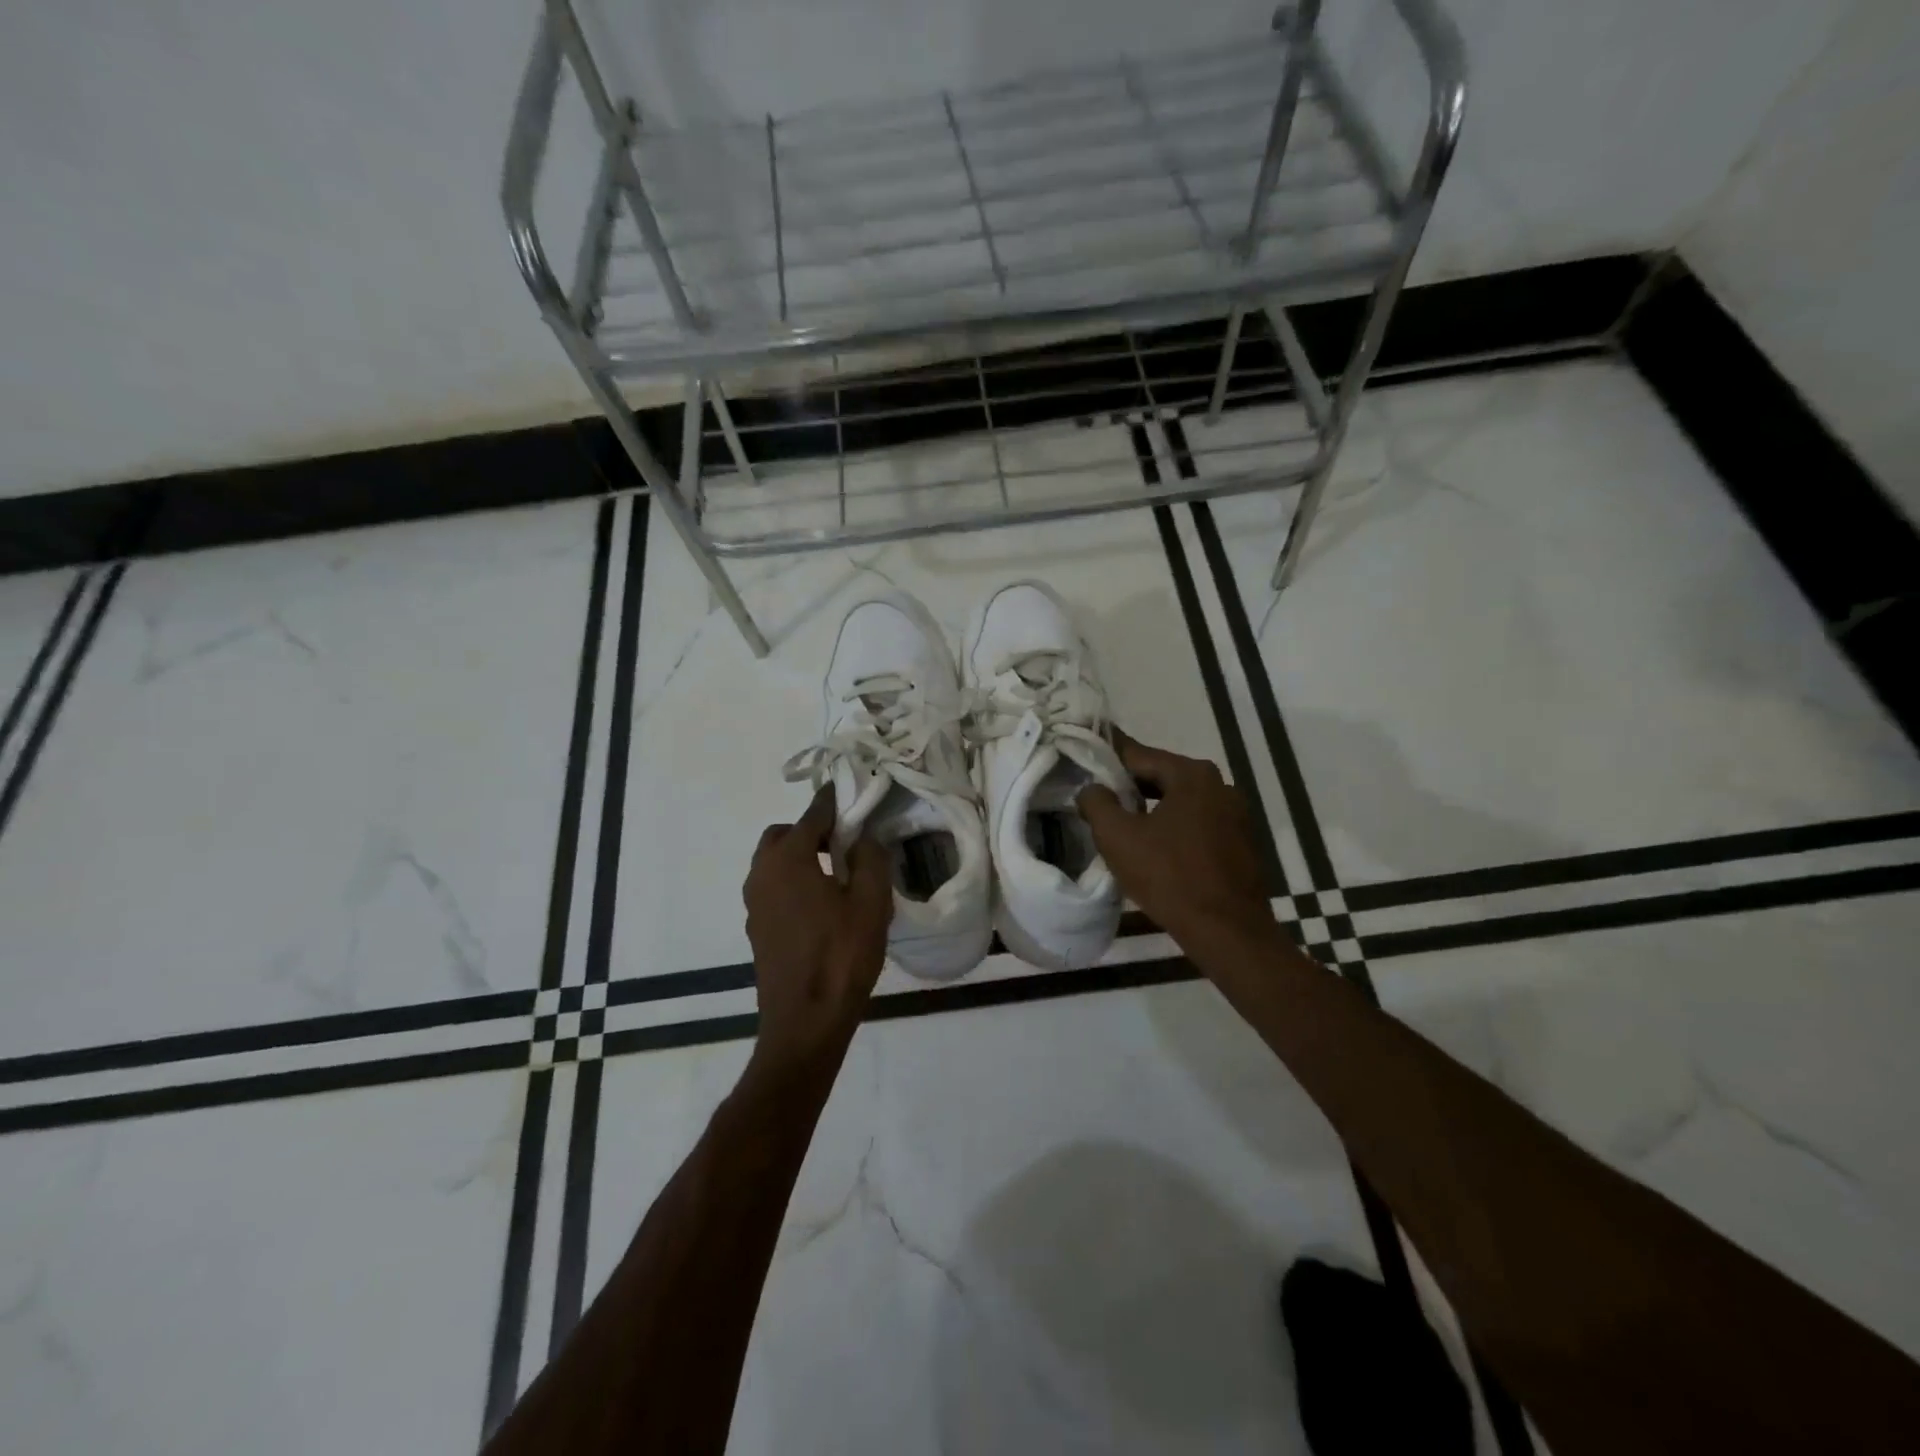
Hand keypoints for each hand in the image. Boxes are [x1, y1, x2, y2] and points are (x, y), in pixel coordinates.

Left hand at [743, 787, 892, 1076]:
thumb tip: (864, 836)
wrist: (805, 1023)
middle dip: (812, 830)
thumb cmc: (841, 956)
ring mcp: (754, 903)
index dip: (834, 800)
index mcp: (788, 859)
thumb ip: (871, 858)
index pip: (812, 814)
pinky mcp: (756, 928)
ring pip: (775, 863)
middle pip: (784, 835)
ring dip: (802, 856)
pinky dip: (794, 881)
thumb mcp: (871, 903)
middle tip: (847, 842)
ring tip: (840, 874)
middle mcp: (762, 873)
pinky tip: (823, 904)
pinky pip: (774, 888)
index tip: (853, 791)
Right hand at [1078, 730, 1275, 950]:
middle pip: (1162, 776)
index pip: (1138, 754)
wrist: (1228, 931)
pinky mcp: (1241, 842)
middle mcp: (1219, 785)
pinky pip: (1197, 823)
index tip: (1085, 751)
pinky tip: (1155, 847)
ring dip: (1152, 808)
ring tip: (1122, 822)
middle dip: (1129, 785)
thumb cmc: (1169, 876)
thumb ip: (1097, 802)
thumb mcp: (1118, 837)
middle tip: (1097, 794)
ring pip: (1180, 801)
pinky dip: (1174, 827)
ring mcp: (1236, 814)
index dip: (1107, 755)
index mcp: (1191, 774)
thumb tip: (1092, 788)